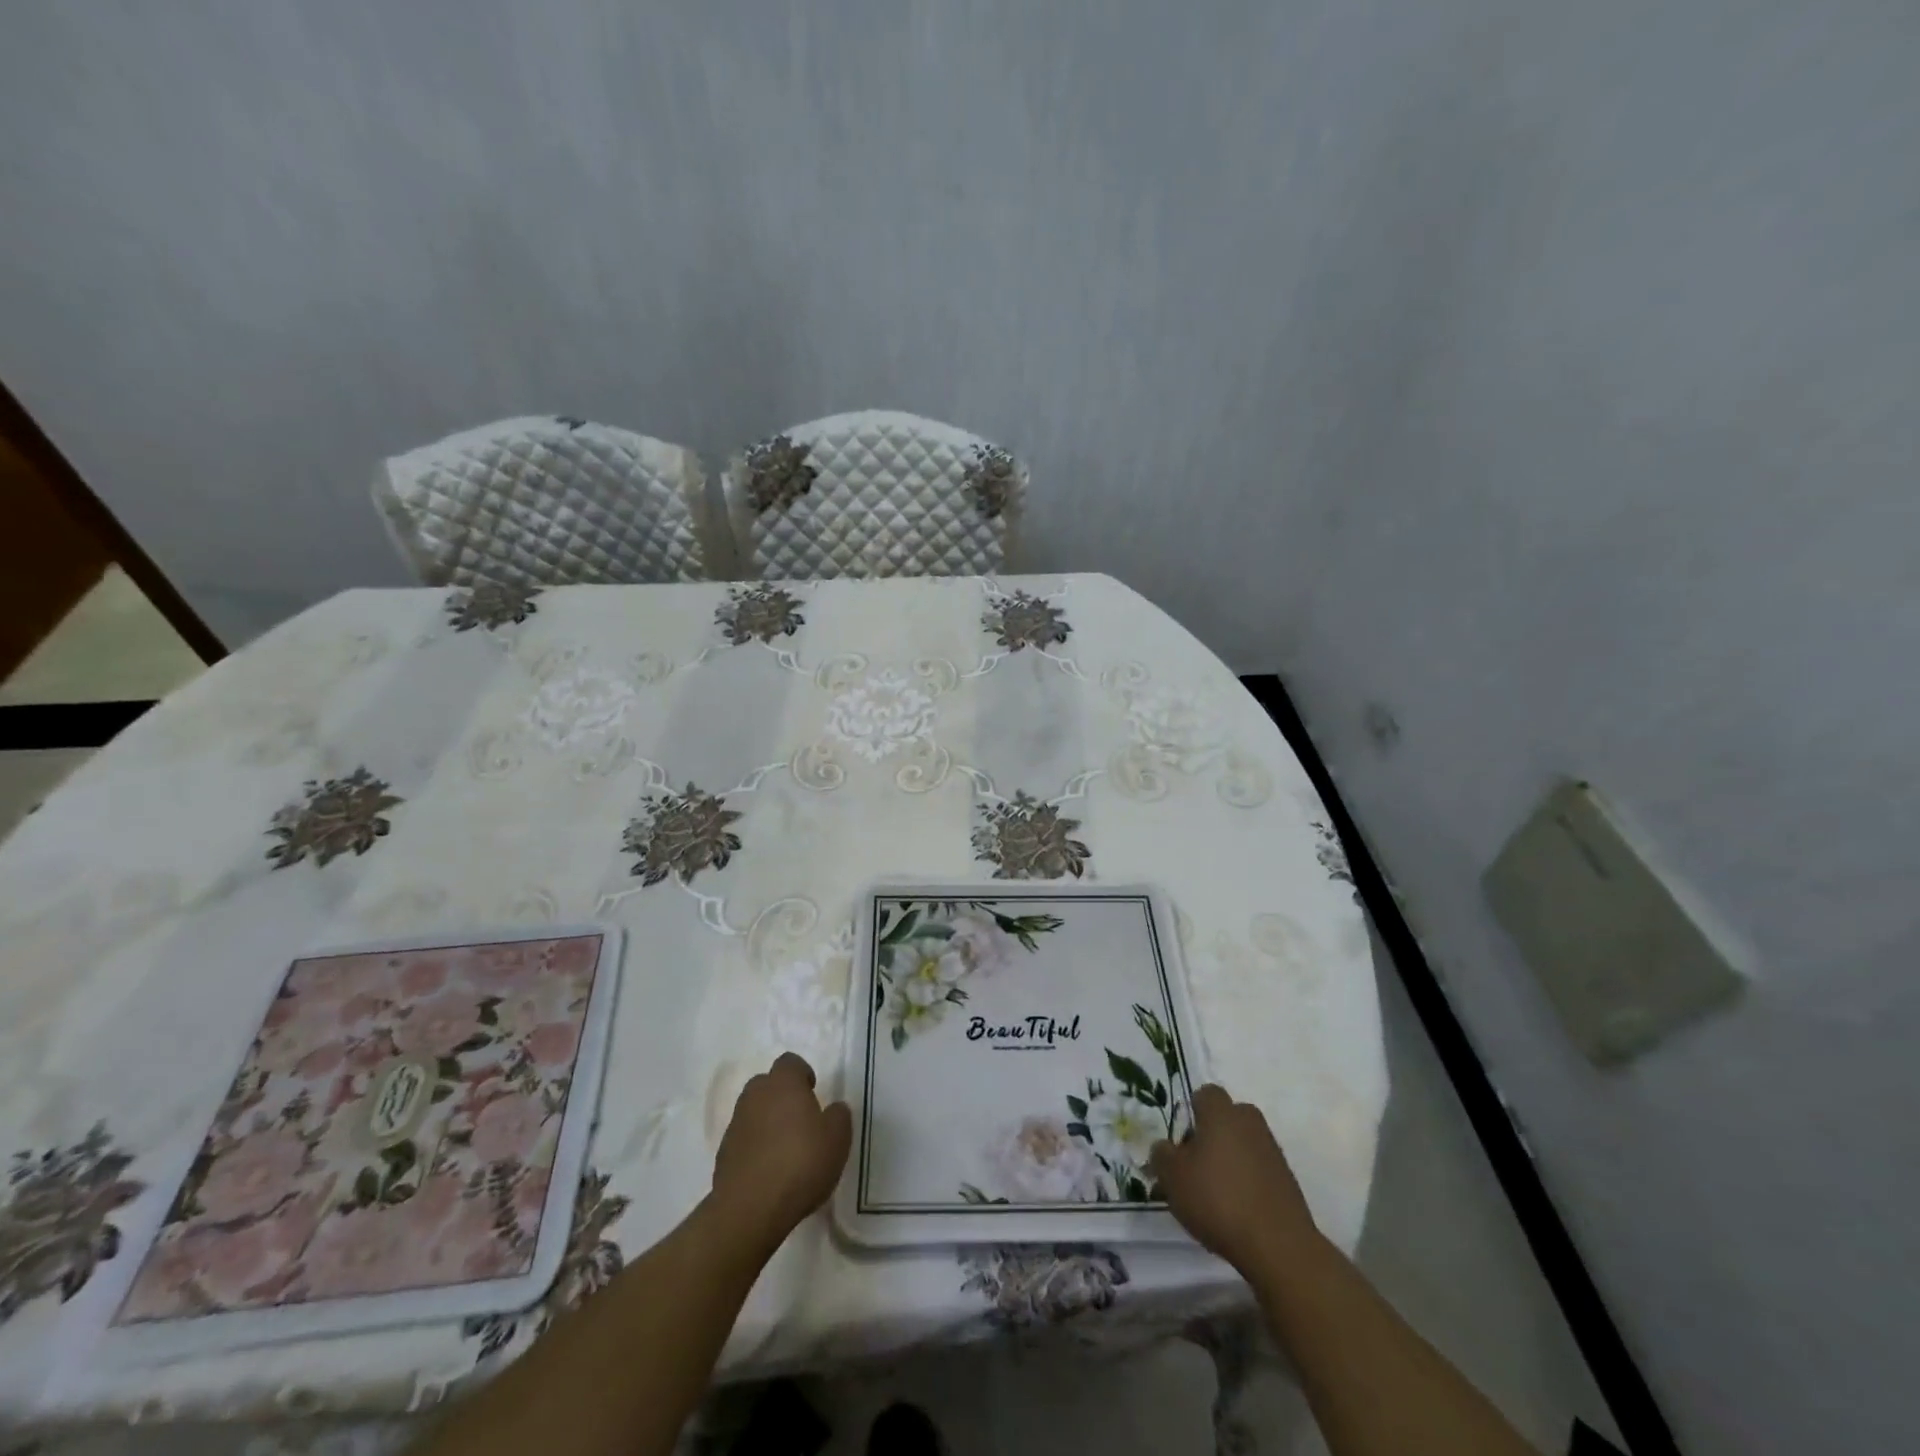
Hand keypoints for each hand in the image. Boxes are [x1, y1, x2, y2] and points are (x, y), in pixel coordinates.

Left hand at [709, 1052, 851, 1256]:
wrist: (750, 1209)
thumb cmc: (801, 1163)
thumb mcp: (838, 1138)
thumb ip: (838, 1116)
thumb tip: (833, 1109)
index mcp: (783, 1083)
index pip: (790, 1062)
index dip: (803, 1074)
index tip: (813, 1093)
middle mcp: (755, 1096)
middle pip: (768, 1084)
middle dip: (782, 1096)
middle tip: (801, 1120)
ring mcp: (735, 1125)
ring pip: (754, 1112)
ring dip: (767, 1122)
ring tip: (785, 1150)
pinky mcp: (723, 1154)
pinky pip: (744, 1140)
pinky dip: (755, 1147)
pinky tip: (769, 1171)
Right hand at [1149, 1084, 1321, 1275]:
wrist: (1278, 1246)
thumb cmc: (1217, 1199)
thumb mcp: (1172, 1177)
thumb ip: (1161, 1154)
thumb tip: (1164, 1147)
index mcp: (1222, 1113)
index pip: (1205, 1094)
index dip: (1190, 1113)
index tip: (1181, 1140)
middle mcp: (1250, 1123)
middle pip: (1227, 1118)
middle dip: (1212, 1135)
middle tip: (1195, 1165)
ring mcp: (1273, 1151)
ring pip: (1244, 1144)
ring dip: (1230, 1160)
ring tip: (1215, 1194)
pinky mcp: (1288, 1181)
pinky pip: (1259, 1170)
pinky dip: (1247, 1182)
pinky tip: (1237, 1210)